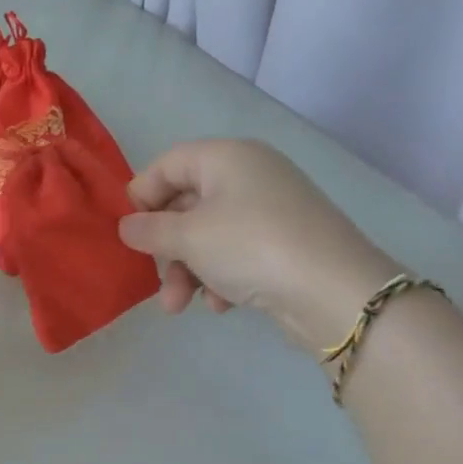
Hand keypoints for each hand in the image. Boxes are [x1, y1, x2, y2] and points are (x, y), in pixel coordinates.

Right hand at [117, 139, 398, 357]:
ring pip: (208, 233)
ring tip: (179, 306)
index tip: (129, 233)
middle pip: (186, 203)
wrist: (336, 292)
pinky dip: (220, 276)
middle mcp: (249, 174)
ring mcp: (271, 209)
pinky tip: (221, 304)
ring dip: (187, 269)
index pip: (166, 165)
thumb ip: (148, 230)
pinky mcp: (285, 242)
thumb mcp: (187, 237)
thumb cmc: (250, 247)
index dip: (141, 197)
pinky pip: (236, 251)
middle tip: (151, 277)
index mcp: (226, 157)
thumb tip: (127, 227)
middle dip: (164, 247)